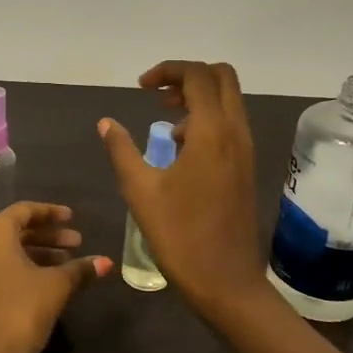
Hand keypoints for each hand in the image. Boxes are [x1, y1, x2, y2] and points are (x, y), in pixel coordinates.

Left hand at [0, 202, 110, 352]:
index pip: (25, 210)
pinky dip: (26, 269)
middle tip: (78, 242)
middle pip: (17, 230)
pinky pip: (3, 268)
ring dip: (40, 254)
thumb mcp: (55, 287)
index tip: (73, 218)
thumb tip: (106, 262)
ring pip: (10, 251)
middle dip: (49, 236)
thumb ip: (80, 270)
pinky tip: (51, 282)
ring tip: (70, 263)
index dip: (51, 212)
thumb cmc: (19, 311)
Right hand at [98, 60, 268, 318]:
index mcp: (212, 131)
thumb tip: (106, 123)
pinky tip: (182, 151)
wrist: (225, 281)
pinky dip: (208, 121)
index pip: (197, 76)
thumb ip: (121, 149)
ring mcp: (246, 150)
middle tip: (157, 96)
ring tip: (166, 123)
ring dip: (199, 98)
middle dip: (188, 77)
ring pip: (229, 101)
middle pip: (222, 78)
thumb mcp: (140, 190)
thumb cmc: (179, 234)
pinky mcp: (246, 168)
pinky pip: (231, 125)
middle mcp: (236, 132)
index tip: (141, 88)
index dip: (167, 71)